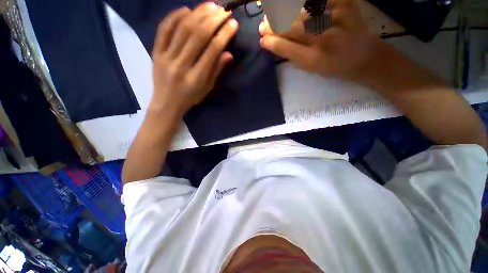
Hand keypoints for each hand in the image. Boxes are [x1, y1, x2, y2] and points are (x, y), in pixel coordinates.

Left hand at [150, 3, 238, 114]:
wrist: (166, 103)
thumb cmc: (190, 98)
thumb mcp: (207, 89)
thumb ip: (216, 71)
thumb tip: (228, 53)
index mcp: (196, 78)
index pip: (212, 51)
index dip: (223, 35)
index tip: (233, 23)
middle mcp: (181, 65)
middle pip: (197, 36)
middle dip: (212, 20)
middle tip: (223, 10)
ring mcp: (166, 57)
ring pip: (182, 29)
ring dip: (197, 14)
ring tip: (210, 5)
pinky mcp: (156, 52)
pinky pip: (163, 30)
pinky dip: (174, 17)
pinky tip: (186, 10)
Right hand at [259, 0, 381, 84]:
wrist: (365, 56)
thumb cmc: (335, 67)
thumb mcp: (311, 68)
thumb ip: (292, 55)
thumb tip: (274, 43)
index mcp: (314, 60)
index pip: (285, 48)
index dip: (271, 42)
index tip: (262, 39)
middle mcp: (324, 38)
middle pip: (290, 27)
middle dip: (273, 25)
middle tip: (264, 26)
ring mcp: (336, 17)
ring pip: (301, 10)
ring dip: (283, 11)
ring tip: (275, 14)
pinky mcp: (346, 3)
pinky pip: (319, 1)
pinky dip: (305, 4)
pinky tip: (295, 8)